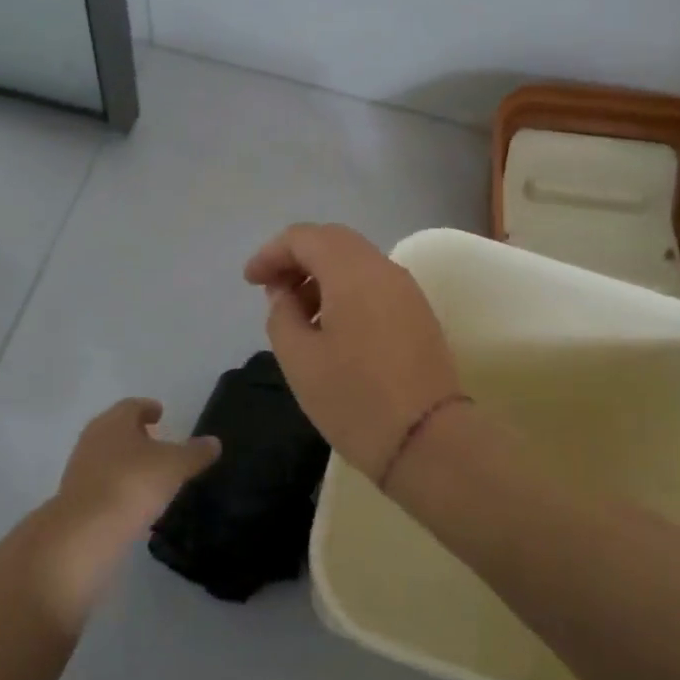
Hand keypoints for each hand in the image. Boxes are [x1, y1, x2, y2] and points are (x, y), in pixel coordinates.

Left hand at [54, 398, 219, 537]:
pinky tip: (132, 501)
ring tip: (148, 474)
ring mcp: (80, 469)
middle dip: (136, 434)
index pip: (133, 405)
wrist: (83, 534)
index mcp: (115, 421)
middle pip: (116, 429)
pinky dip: (117, 485)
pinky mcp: (74, 499)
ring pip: (107, 456)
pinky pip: (101, 483)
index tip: (160, 413)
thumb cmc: (132, 484)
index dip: (148, 408)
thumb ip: (195, 453)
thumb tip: (214, 442)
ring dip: (125, 460)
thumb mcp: (174, 466)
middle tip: (157, 442)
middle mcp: (93, 438)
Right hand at [244, 223, 463, 477]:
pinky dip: (345, 288)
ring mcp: (406, 289)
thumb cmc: (355, 399)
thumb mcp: (300, 360)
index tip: (250, 281)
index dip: (271, 253)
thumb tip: (285, 293)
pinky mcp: (417, 311)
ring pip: (356, 260)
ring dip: (322, 273)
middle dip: (297, 257)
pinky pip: (374, 282)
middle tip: (272, 289)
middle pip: (333, 240)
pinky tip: (331, 325)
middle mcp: (383, 268)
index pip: (304, 237)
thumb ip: (282, 315)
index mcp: (352, 272)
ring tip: (299, 312)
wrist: (429, 441)